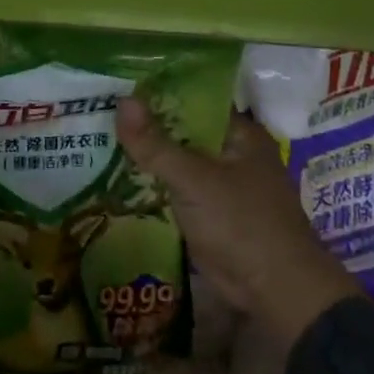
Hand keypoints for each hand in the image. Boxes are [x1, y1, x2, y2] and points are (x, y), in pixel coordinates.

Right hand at [117, 99, 363, 351]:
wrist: (275, 291)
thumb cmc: (241, 223)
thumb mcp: (193, 179)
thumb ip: (155, 143)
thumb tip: (122, 100)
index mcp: (239, 133)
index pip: (194, 99)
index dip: (158, 90)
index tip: (119, 82)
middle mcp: (230, 152)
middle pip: (182, 129)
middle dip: (146, 122)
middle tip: (98, 105)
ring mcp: (219, 184)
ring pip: (176, 159)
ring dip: (146, 153)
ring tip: (98, 133)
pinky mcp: (207, 211)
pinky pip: (174, 187)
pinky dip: (151, 181)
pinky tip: (116, 172)